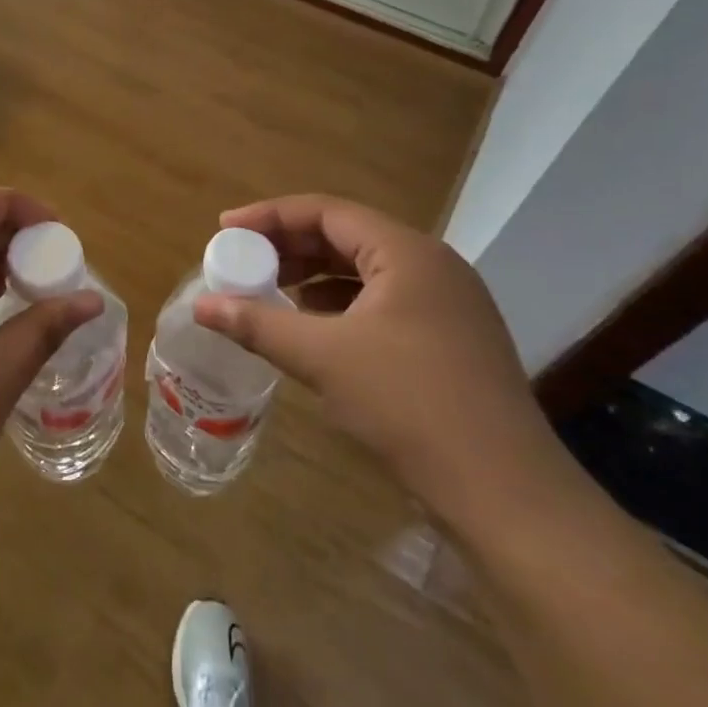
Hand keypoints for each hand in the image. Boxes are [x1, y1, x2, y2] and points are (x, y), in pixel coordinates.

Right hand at [194, 195, 572, 528]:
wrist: (506, 495)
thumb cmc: (410, 405)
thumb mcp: (323, 358)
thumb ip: (258, 324)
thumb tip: (201, 306)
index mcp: (407, 253)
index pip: (327, 211)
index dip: (270, 216)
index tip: (225, 229)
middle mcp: (431, 267)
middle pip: (346, 236)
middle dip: (289, 247)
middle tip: (243, 261)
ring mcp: (446, 305)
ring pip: (364, 272)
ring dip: (313, 277)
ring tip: (269, 292)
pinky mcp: (449, 341)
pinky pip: (382, 303)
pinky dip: (340, 307)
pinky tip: (312, 328)